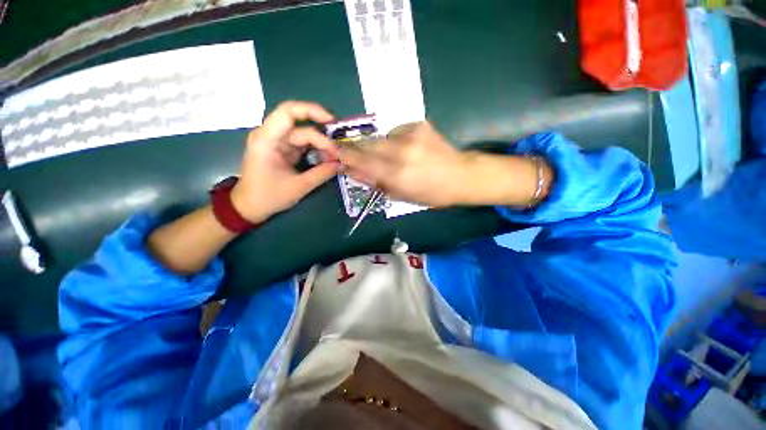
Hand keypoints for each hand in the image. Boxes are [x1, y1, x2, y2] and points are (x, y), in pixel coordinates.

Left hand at [231, 101, 339, 222]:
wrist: (249, 207)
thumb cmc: (268, 197)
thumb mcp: (298, 186)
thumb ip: (322, 173)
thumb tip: (342, 164)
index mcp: (267, 139)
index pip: (288, 112)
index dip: (312, 111)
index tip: (332, 122)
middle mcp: (271, 135)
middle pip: (301, 126)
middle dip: (322, 136)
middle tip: (339, 148)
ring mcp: (277, 142)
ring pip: (304, 135)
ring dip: (321, 144)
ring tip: (336, 156)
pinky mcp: (282, 150)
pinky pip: (303, 145)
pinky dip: (316, 150)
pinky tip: (327, 158)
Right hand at [337, 122, 552, 207]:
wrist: (461, 175)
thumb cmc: (432, 193)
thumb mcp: (402, 196)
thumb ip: (377, 183)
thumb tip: (355, 171)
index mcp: (397, 174)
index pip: (362, 162)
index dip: (346, 156)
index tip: (333, 150)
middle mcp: (401, 152)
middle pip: (368, 144)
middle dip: (359, 148)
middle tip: (355, 152)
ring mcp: (411, 135)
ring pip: (381, 136)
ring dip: (379, 146)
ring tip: (391, 155)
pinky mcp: (419, 125)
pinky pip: (396, 131)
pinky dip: (394, 140)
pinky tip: (406, 148)